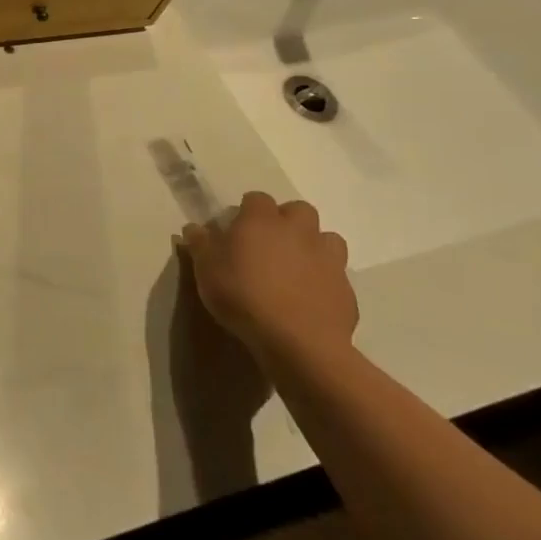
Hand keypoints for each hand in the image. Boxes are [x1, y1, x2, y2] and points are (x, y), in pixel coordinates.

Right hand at [183, 192, 355, 369]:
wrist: (297, 341)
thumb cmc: (242, 295)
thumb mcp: (206, 269)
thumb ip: (200, 244)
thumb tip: (194, 228)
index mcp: (262, 220)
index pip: (257, 198)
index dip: (247, 210)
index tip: (237, 229)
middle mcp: (298, 231)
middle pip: (299, 210)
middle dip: (287, 220)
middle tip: (269, 243)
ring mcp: (328, 259)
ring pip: (327, 238)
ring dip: (312, 246)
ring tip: (295, 267)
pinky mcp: (346, 288)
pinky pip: (336, 274)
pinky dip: (324, 279)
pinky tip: (308, 297)